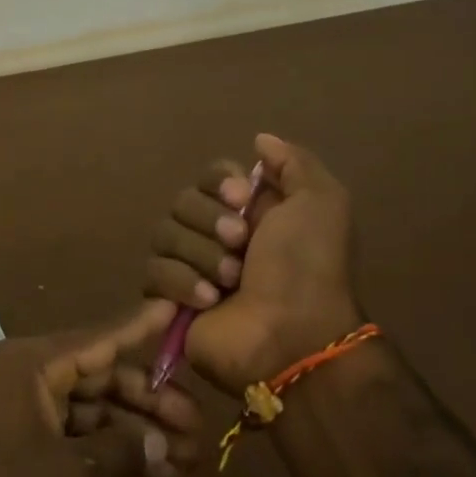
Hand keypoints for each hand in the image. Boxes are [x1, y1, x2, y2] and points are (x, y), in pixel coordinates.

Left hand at [0, 303, 203, 476]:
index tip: (177, 310)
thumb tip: (164, 445)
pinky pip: (70, 429)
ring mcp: (18, 404)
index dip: (141, 328)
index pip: (98, 339)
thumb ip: (121, 452)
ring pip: (88, 406)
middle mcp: (24, 372)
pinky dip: (105, 447)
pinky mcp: (16, 435)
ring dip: (132, 430)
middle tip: (197, 426)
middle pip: (98, 376)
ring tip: (185, 458)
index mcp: (29, 363)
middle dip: (148, 402)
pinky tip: (149, 470)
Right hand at [142, 132, 362, 393]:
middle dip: (210, 222)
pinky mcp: (170, 300)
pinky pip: (153, 272)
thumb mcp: (321, 203)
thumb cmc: (307, 268)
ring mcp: (192, 267)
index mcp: (251, 211)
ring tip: (229, 282)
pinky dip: (181, 283)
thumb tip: (259, 140)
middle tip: (240, 244)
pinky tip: (210, 301)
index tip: (241, 198)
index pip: (211, 175)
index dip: (219, 183)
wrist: (291, 337)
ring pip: (164, 234)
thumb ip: (293, 162)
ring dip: (200, 255)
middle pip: (183, 201)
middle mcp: (218, 235)